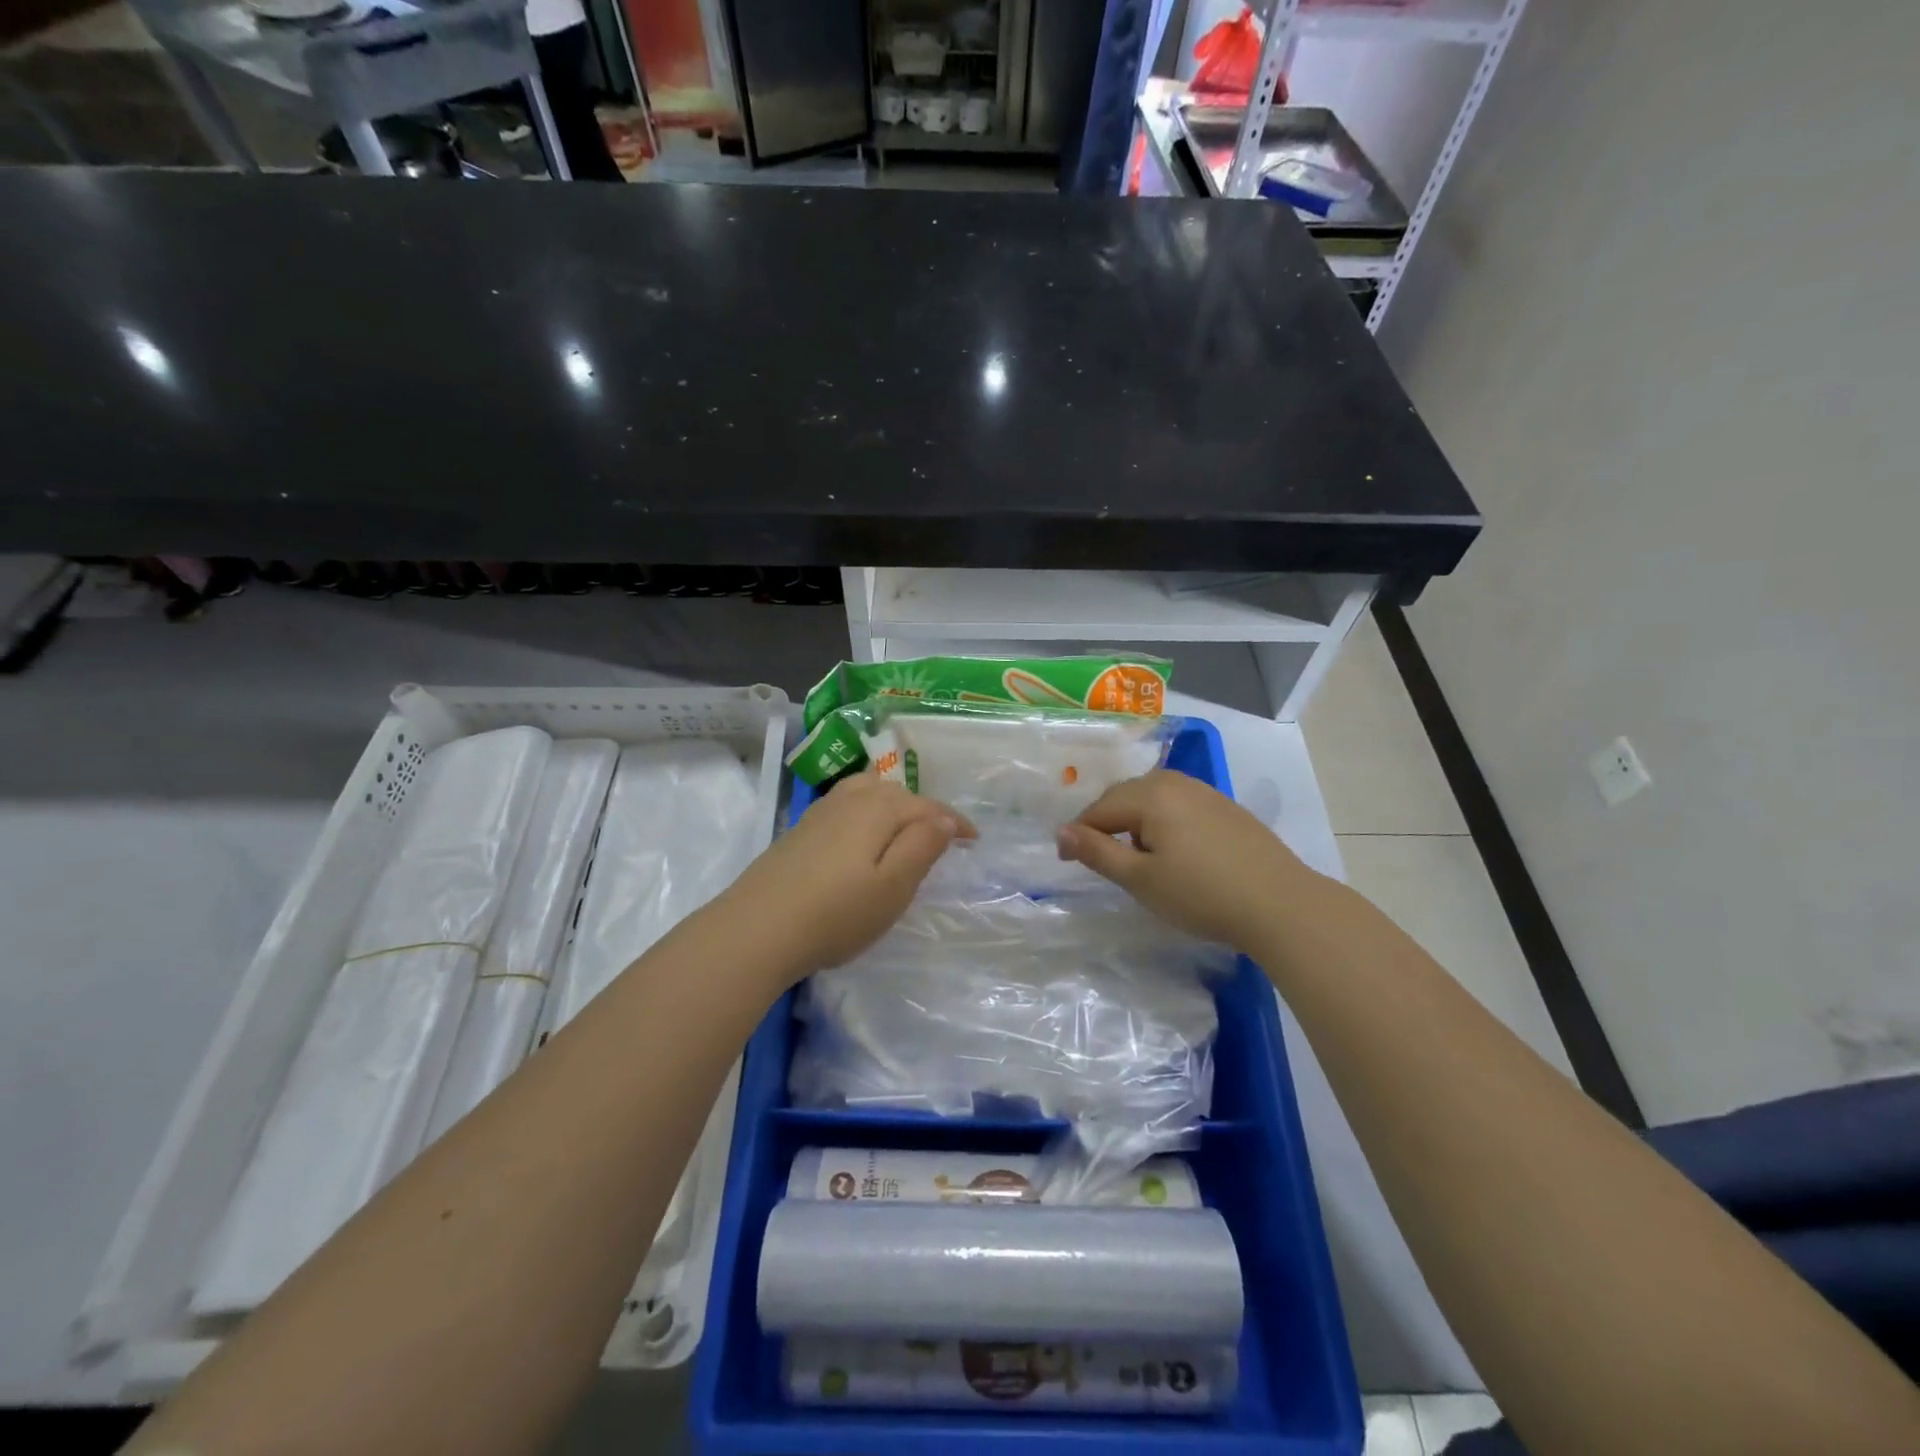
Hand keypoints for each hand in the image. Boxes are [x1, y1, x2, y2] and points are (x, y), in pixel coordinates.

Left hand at [722, 772, 973, 981]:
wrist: (757, 929)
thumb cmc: (837, 913)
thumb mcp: (893, 885)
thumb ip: (922, 846)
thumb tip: (943, 819)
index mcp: (879, 808)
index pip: (927, 806)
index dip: (954, 822)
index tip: (974, 840)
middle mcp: (850, 799)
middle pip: (895, 793)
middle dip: (923, 810)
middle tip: (940, 837)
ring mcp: (820, 812)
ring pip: (867, 794)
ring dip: (892, 807)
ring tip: (903, 829)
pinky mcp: (800, 831)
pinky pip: (846, 807)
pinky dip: (866, 814)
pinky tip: (860, 838)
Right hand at [1055, 770, 1313, 949]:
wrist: (1281, 904)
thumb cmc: (1201, 894)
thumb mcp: (1140, 879)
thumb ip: (1098, 852)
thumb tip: (1061, 832)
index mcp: (1150, 794)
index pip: (1099, 809)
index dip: (1078, 834)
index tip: (1065, 861)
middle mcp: (1176, 782)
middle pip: (1125, 796)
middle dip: (1105, 823)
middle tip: (1096, 857)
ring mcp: (1206, 792)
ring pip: (1154, 798)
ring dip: (1134, 820)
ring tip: (1134, 854)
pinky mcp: (1227, 808)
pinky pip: (1180, 805)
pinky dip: (1163, 822)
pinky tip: (1174, 850)